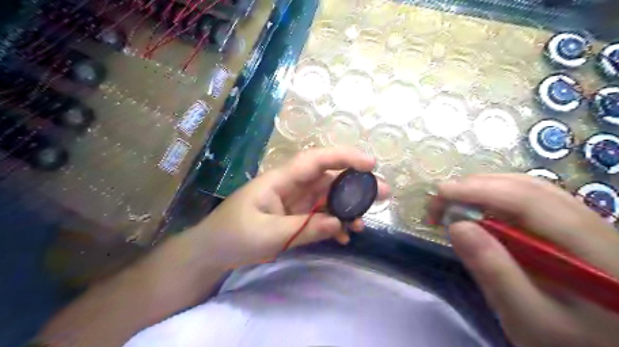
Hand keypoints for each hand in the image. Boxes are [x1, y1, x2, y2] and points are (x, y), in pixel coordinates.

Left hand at [184, 148, 388, 269]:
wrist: (212, 251)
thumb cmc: (232, 236)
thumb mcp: (268, 234)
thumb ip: (305, 228)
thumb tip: (340, 223)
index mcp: (281, 180)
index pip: (315, 161)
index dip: (343, 157)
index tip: (370, 164)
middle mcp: (291, 186)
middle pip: (328, 178)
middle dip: (355, 184)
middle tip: (383, 194)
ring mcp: (294, 202)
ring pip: (327, 197)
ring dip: (347, 207)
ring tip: (363, 223)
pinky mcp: (294, 216)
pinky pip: (319, 215)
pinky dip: (333, 223)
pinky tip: (343, 236)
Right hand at [437, 175, 618, 346]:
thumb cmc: (571, 341)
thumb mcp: (529, 318)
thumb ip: (494, 271)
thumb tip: (456, 226)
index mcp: (589, 246)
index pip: (527, 199)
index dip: (479, 190)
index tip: (439, 194)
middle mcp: (591, 223)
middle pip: (525, 186)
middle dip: (475, 187)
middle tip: (438, 202)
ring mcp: (583, 222)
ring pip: (526, 188)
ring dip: (483, 189)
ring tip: (453, 203)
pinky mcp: (569, 227)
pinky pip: (528, 199)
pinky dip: (495, 197)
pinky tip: (479, 211)